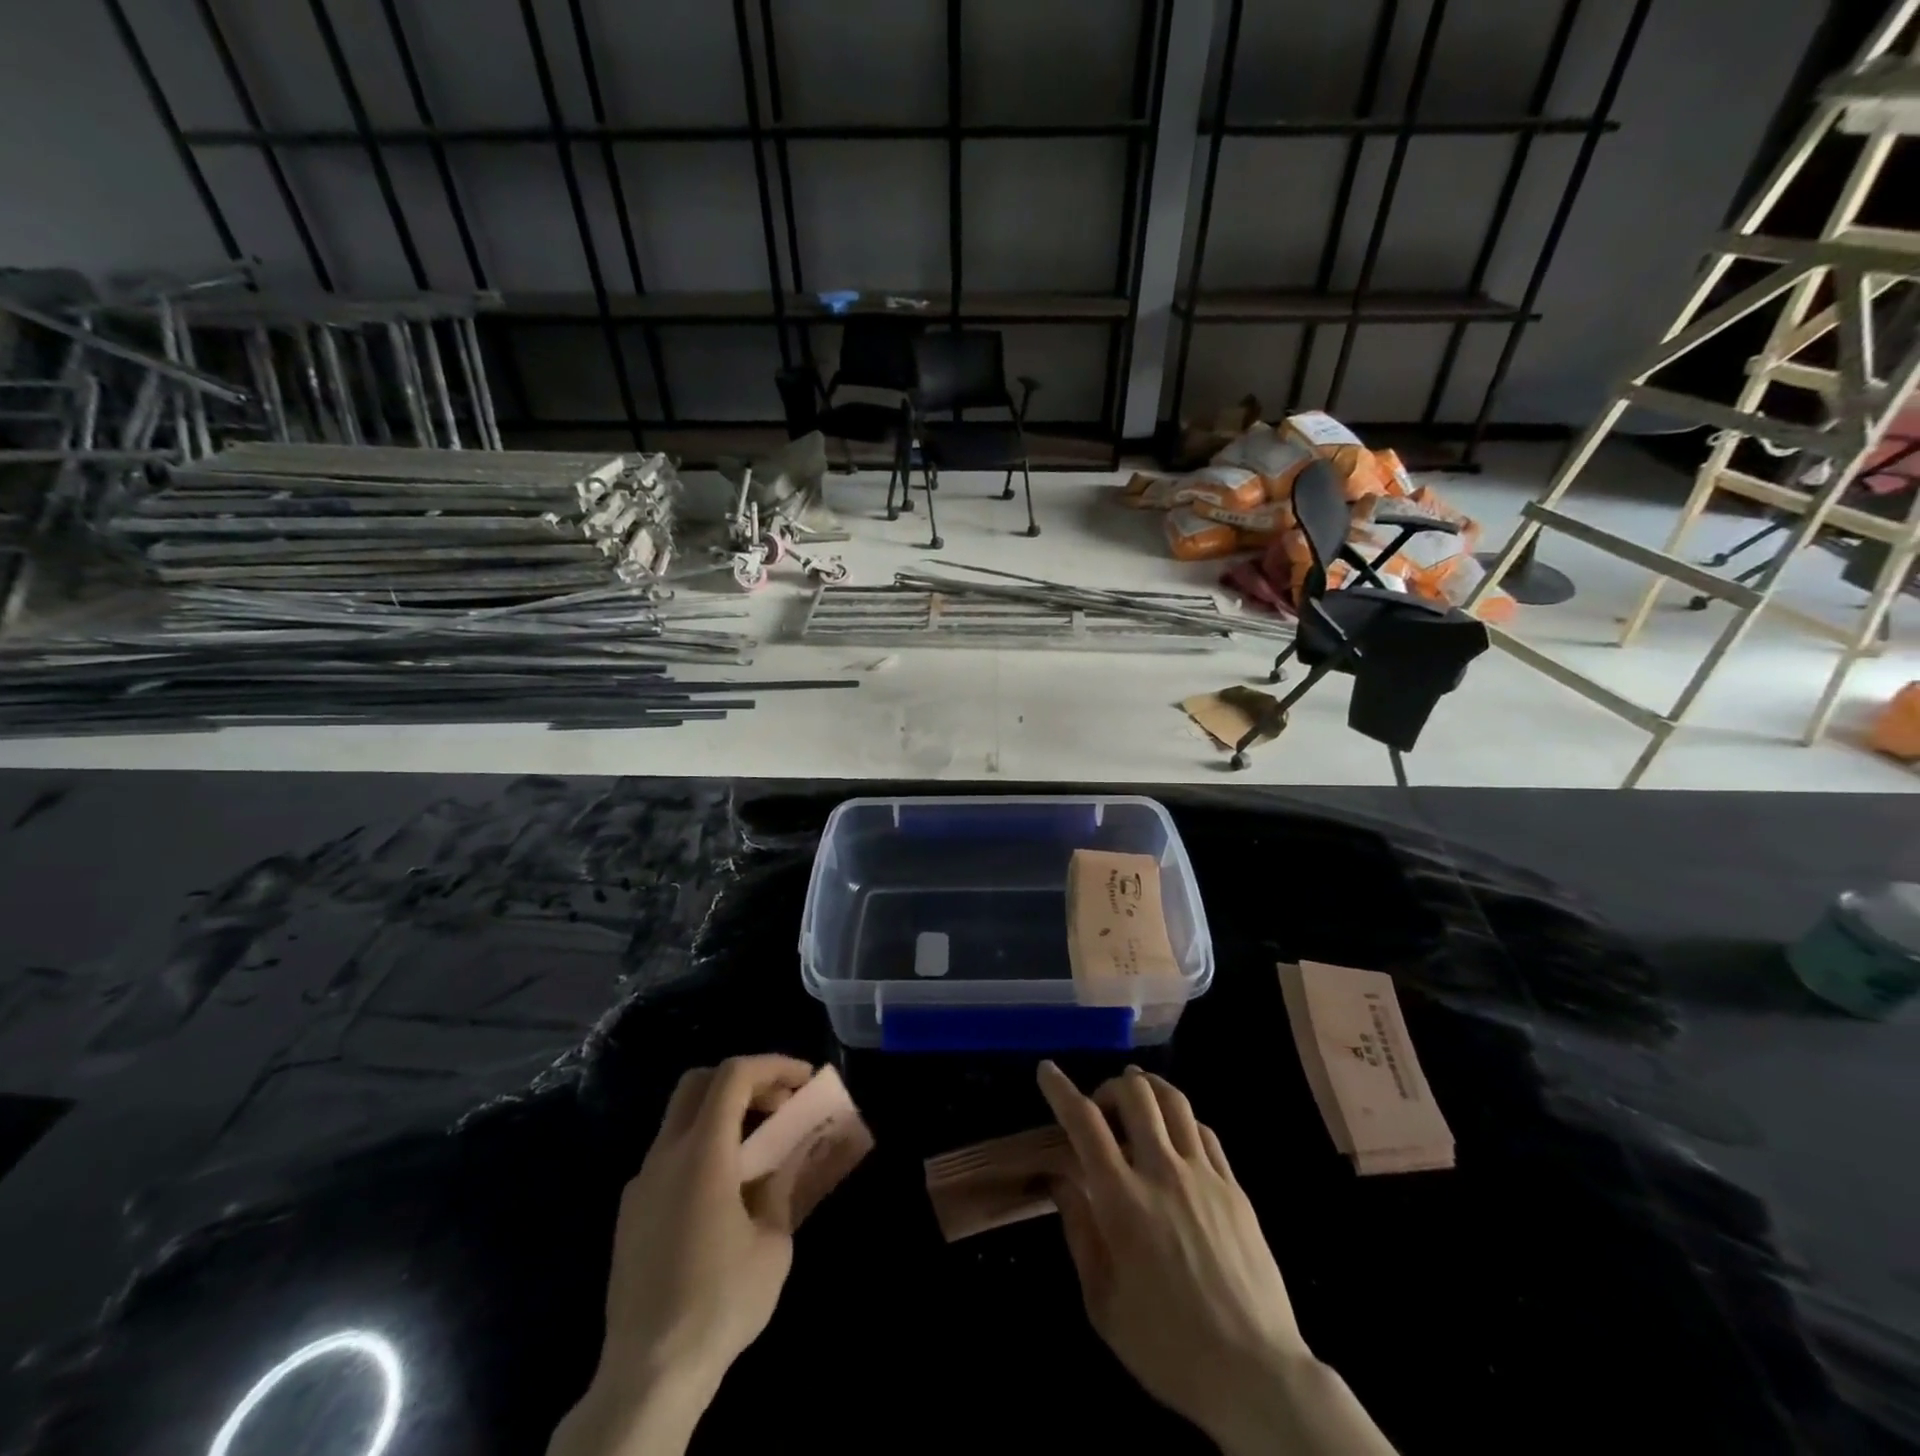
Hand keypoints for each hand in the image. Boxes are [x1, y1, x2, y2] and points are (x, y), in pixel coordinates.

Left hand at [550, 1054, 814, 1455]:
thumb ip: (780, 1188)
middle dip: (744, 1080)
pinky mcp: (629, 1214)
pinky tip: (723, 1191)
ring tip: (758, 1148)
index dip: (772, 1065)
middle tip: (778, 1104)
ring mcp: (641, 1183)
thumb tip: (785, 1161)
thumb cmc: (720, 1302)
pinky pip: (669, 1156)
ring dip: (722, 1114)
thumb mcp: (772, 1244)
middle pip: (699, 1083)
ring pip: (681, 1118)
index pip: (734, 1075)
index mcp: (702, 1153)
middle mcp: (665, 1155)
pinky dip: (701, 1148)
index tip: (804, 1081)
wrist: (648, 1374)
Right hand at [1038, 1062, 1393, 1455]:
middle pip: (1135, 1094)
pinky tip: (1175, 1137)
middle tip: (1101, 1110)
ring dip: (1148, 1089)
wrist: (1254, 1374)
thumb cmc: (1167, 1346)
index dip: (1061, 1089)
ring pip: (1174, 1100)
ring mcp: (1204, 1176)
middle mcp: (1163, 1173)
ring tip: (1137, 1101)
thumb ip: (1079, 1231)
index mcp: (1123, 1200)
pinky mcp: (1234, 1188)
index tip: (1047, 1071)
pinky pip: (1204, 1131)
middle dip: (1110, 1087)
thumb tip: (1061, 1180)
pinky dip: (1181, 1120)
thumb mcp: (1103, 1302)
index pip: (1085, 1122)